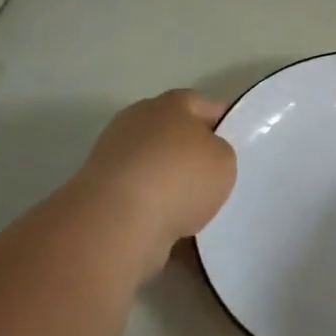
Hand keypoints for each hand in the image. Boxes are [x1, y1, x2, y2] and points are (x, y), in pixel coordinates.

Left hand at [55, 90, 236, 277]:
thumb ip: (219, 153)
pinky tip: (174, 232)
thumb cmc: (180, 177)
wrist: (117, 221)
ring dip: (171, 185)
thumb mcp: (224, 160)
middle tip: (215, 176)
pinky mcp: (100, 193)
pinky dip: (154, 213)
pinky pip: (140, 200)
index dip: (221, 122)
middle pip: (173, 134)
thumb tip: (202, 159)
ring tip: (196, 210)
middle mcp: (138, 122)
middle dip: (191, 153)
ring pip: (155, 168)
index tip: (235, 142)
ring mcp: (114, 157)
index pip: (202, 104)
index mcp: (170, 104)